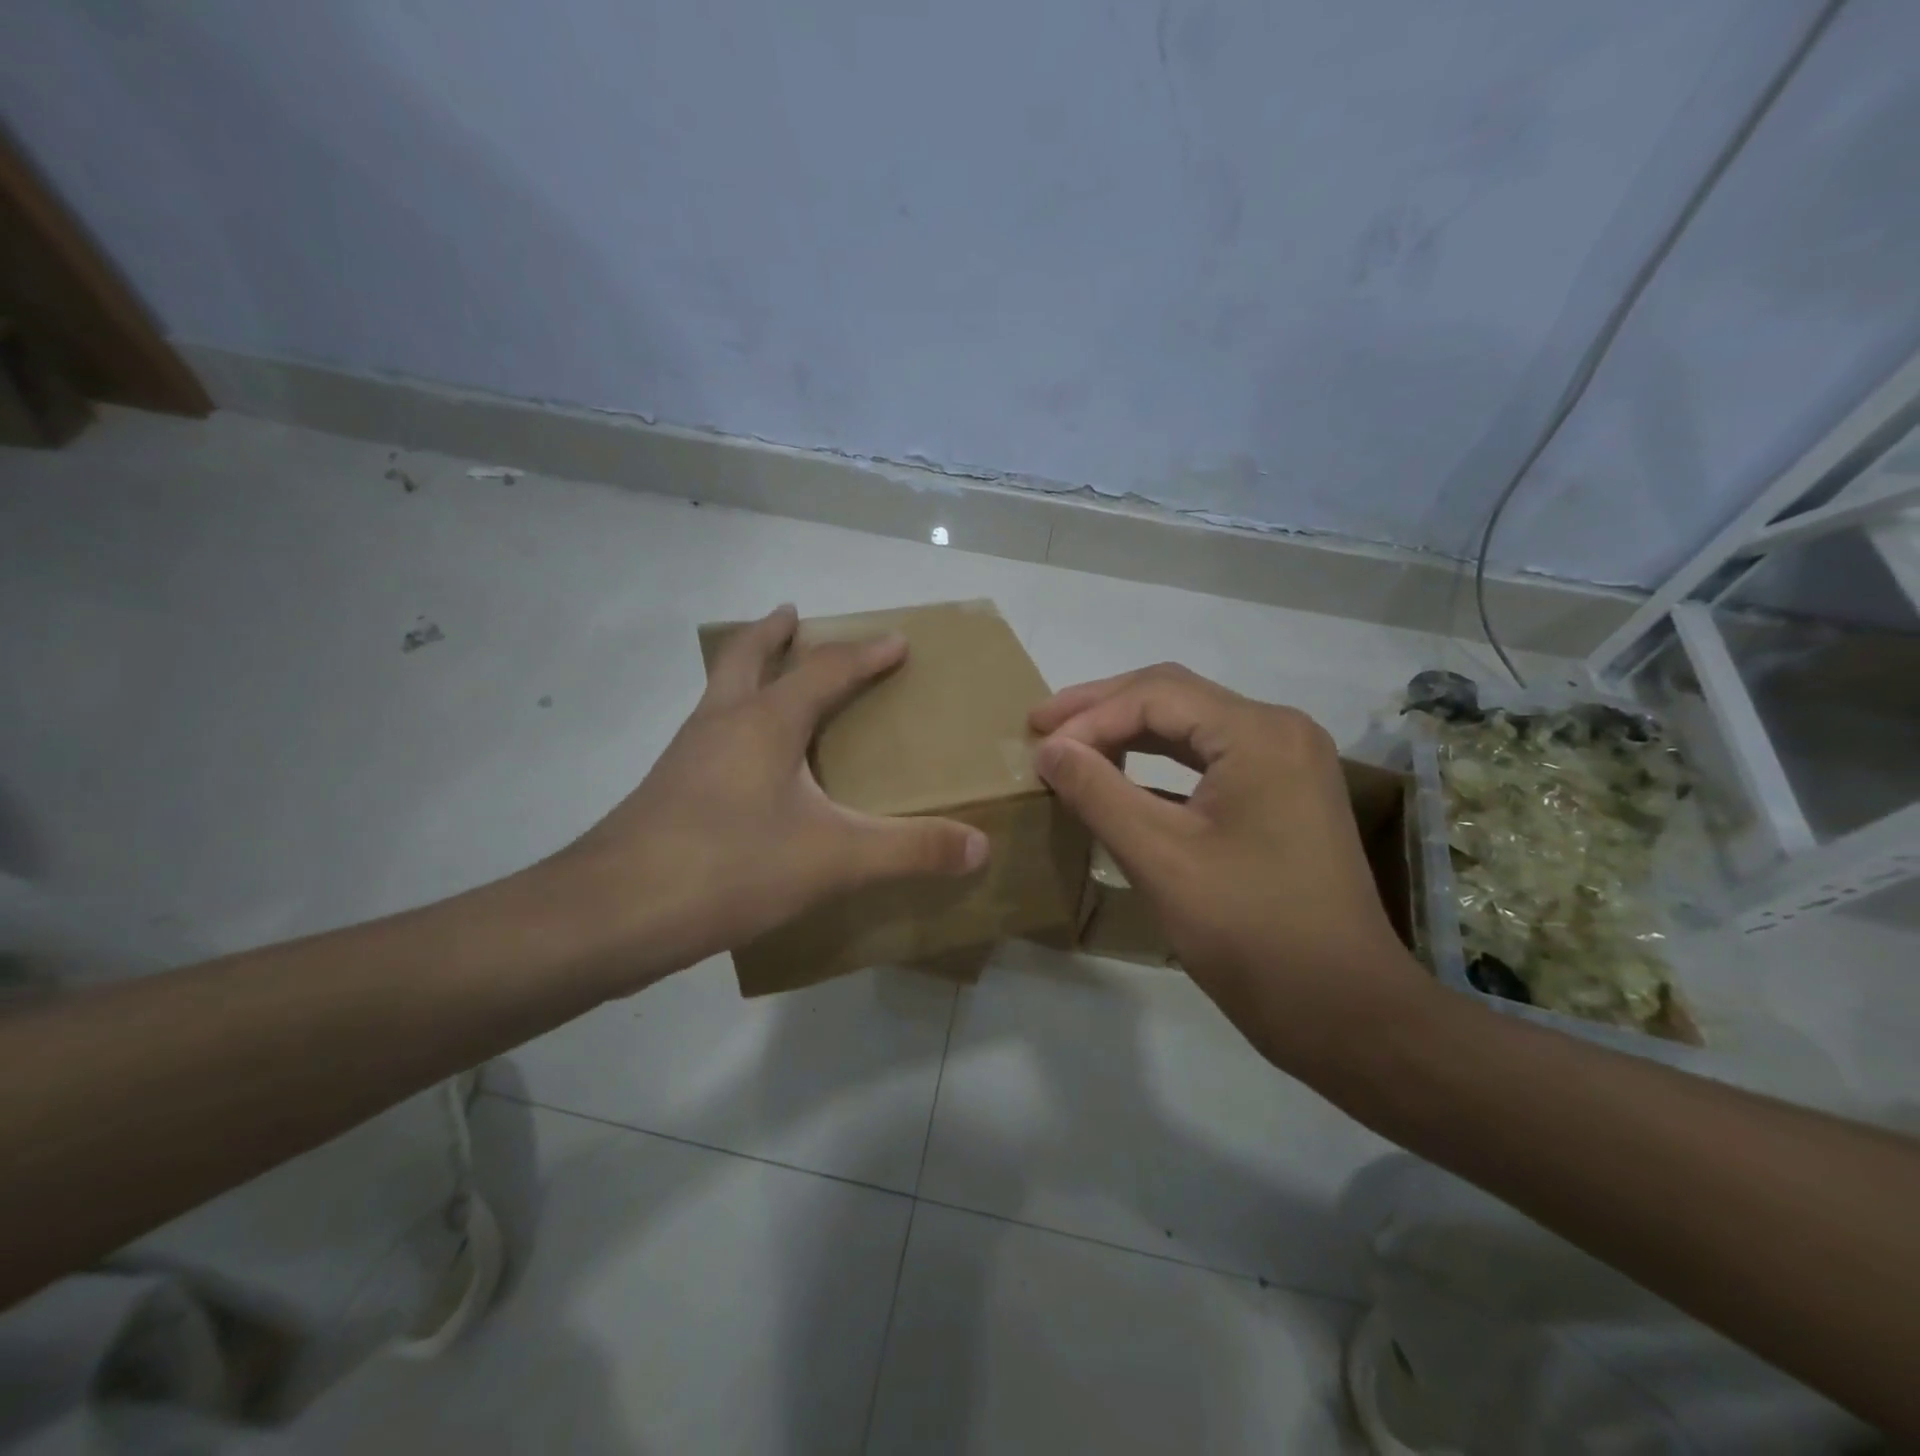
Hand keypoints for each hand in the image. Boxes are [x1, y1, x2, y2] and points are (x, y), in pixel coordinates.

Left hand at [543, 605, 987, 992]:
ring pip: (718, 696)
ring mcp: (685, 757)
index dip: (865, 654)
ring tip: (770, 683)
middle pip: (744, 658)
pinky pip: (708, 738)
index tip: (895, 641)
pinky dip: (731, 726)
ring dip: (746, 676)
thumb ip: (910, 850)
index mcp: (765, 723)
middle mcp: (721, 725)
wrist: (613, 914)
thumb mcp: (834, 859)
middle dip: (772, 634)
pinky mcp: (666, 792)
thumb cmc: (731, 867)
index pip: (825, 671)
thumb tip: (980, 845)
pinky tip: (744, 767)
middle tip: (791, 617)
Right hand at [1030, 664, 1431, 1068]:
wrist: (1345, 1012)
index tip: (1037, 748)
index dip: (1088, 717)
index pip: (1155, 696)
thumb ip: (1097, 793)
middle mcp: (1278, 731)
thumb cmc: (1251, 933)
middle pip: (1174, 698)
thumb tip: (1048, 749)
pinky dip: (1157, 764)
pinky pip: (1208, 760)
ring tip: (1070, 745)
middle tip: (1041, 725)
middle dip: (1102, 710)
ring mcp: (1286, 763)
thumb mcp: (1161, 859)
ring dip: (1127, 733)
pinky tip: (1118, 778)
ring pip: (1190, 727)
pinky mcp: (1282, 795)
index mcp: (1258, 734)